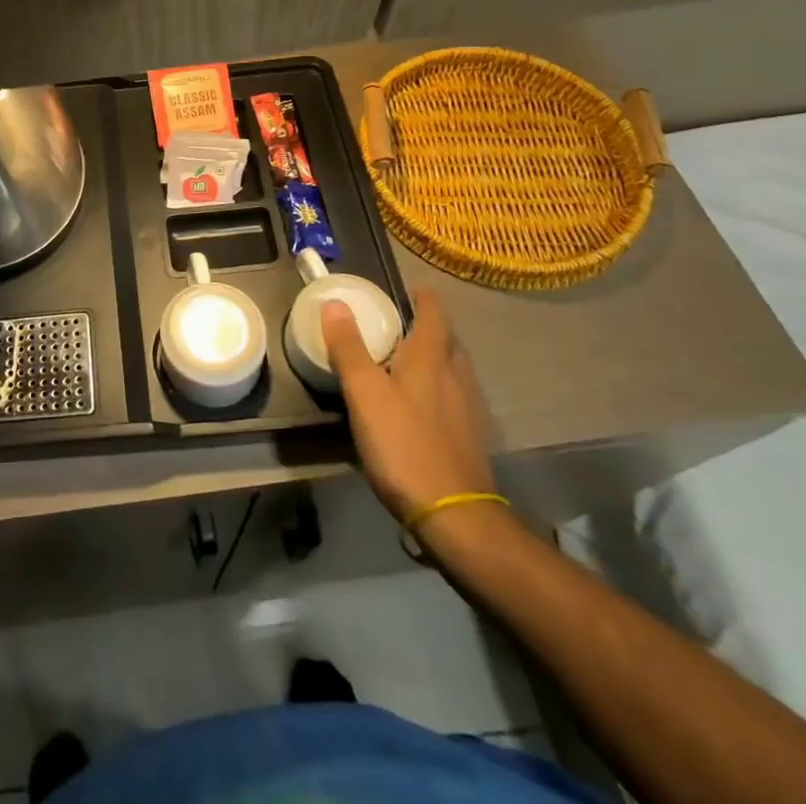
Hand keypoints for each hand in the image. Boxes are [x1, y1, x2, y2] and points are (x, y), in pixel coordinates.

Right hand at [323, 288, 495, 527]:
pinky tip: (420, 408)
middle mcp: (456, 377)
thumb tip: (335, 302)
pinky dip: (438, 390)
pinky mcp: (470, 439)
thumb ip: (349, 348)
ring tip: (406, 363)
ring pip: (452, 371)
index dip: (423, 298)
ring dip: (433, 359)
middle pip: (446, 341)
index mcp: (431, 359)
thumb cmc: (404, 445)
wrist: (454, 516)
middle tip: (399, 325)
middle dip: (427, 328)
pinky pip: (454, 399)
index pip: (434, 315)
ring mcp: (468, 410)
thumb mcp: (365, 393)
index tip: (411, 288)